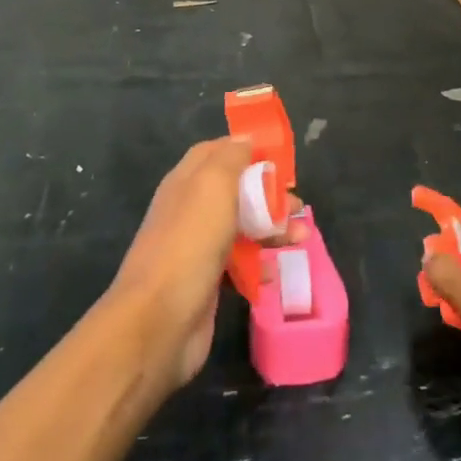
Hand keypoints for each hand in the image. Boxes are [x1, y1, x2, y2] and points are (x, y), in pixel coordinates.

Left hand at [109, 137, 300, 388]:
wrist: (159, 321)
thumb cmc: (189, 243)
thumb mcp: (213, 186)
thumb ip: (231, 158)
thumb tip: (245, 139)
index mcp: (186, 181)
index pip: (216, 152)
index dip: (247, 151)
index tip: (279, 160)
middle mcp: (190, 210)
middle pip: (236, 191)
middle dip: (269, 195)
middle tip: (297, 206)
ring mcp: (197, 247)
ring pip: (241, 228)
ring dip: (272, 229)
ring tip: (301, 239)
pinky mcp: (207, 281)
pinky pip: (239, 264)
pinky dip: (259, 264)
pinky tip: (274, 273)